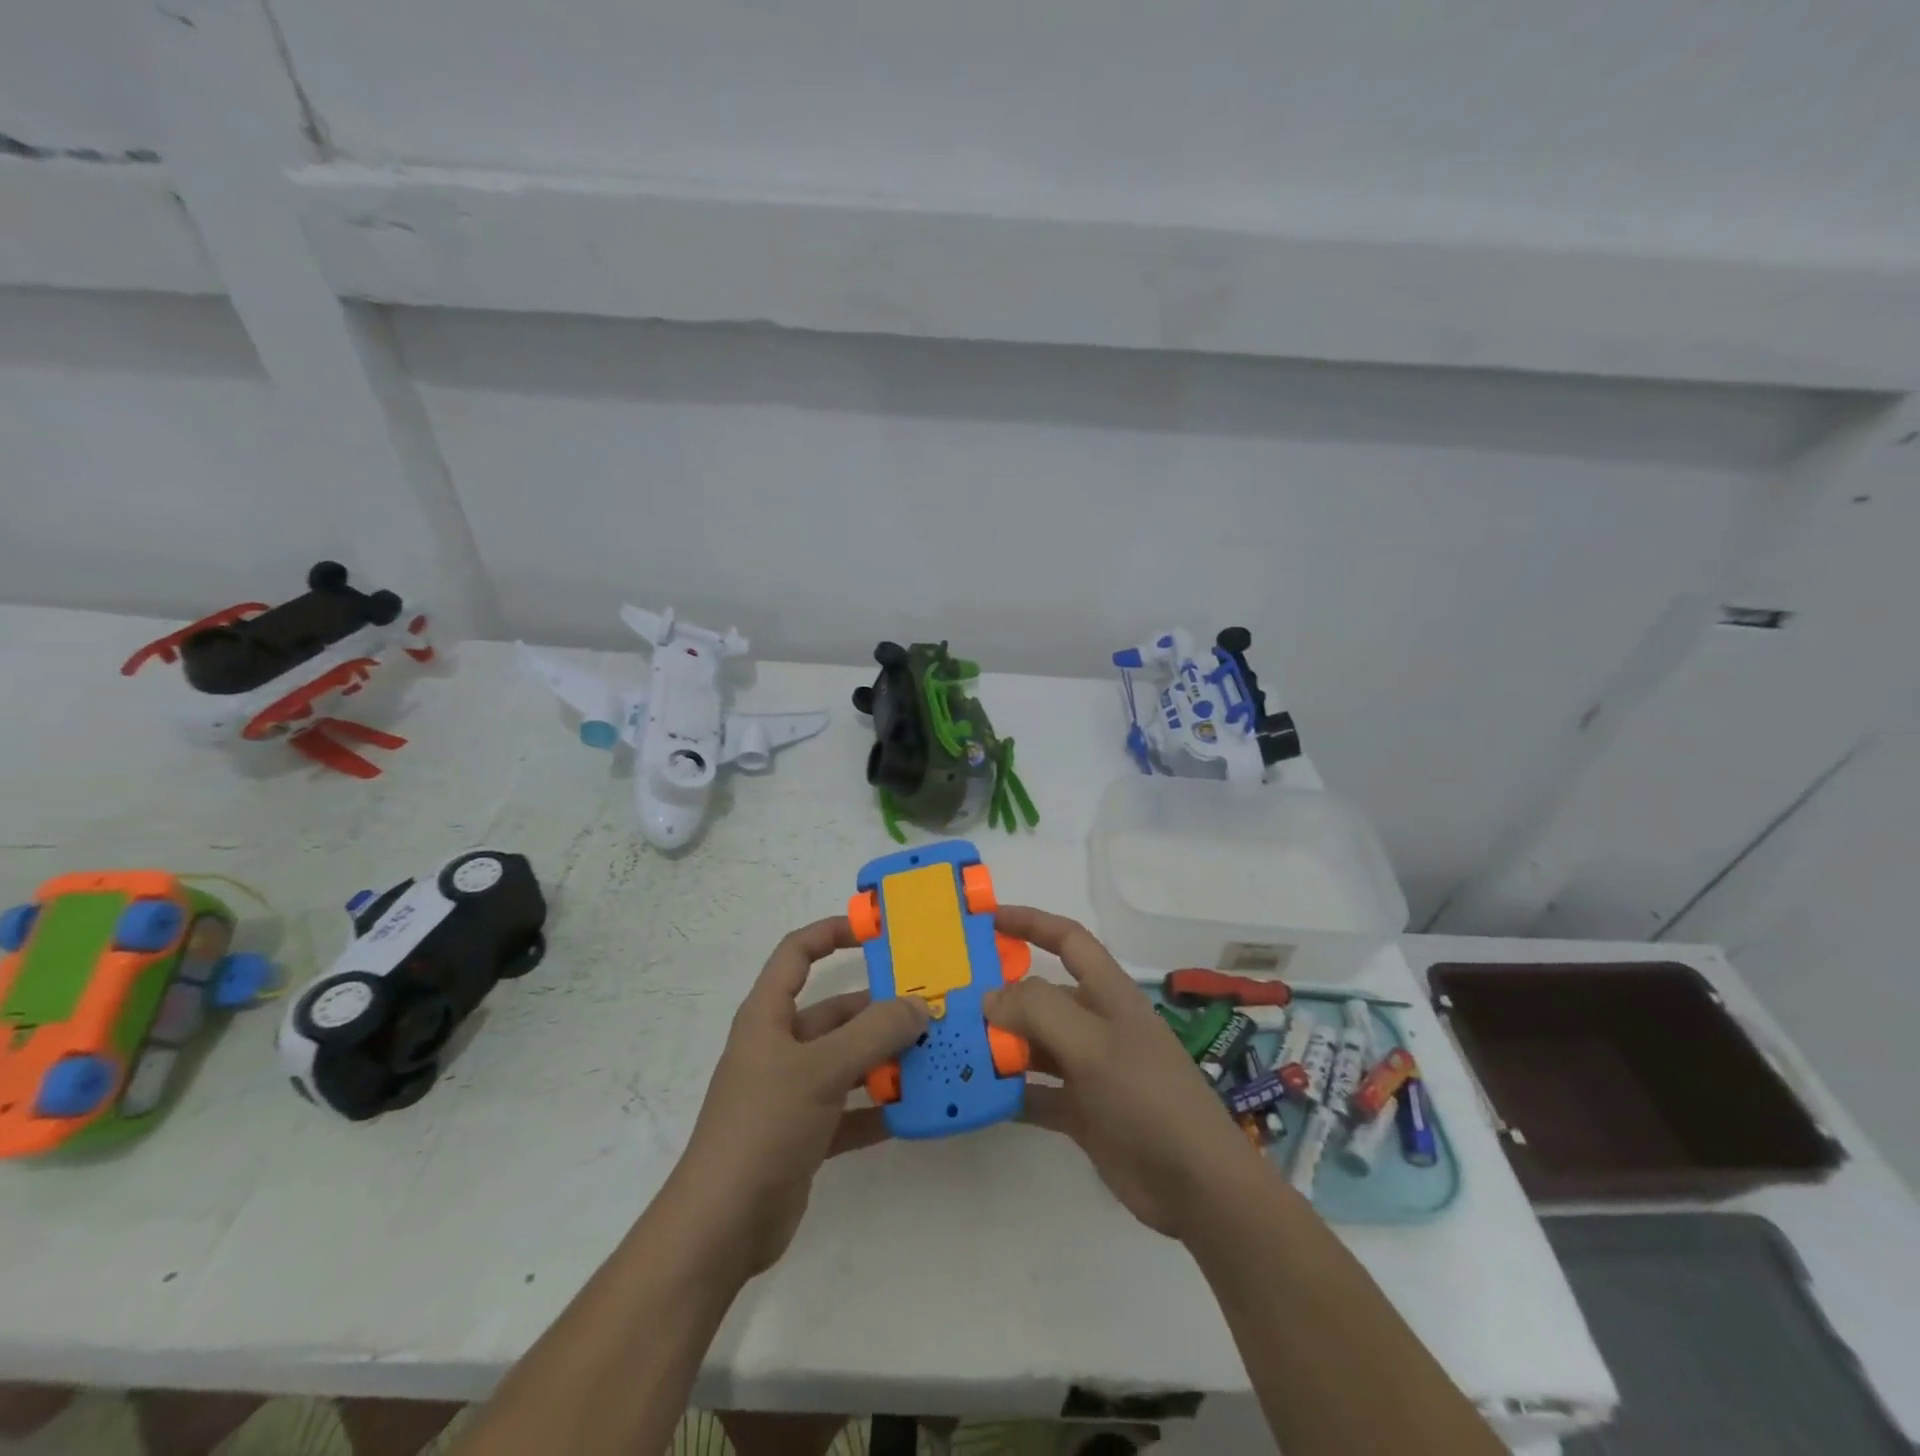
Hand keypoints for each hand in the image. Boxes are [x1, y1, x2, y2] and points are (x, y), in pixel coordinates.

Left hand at [668, 917, 927, 1276]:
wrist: (722, 1227)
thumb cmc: (764, 1126)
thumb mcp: (821, 1070)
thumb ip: (873, 1034)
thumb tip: (918, 1005)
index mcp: (768, 1016)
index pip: (797, 953)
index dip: (831, 933)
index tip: (876, 932)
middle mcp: (779, 1047)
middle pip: (834, 1012)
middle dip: (879, 1009)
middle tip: (930, 1007)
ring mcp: (792, 1092)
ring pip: (847, 1061)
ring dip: (885, 1059)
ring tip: (934, 1054)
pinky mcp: (805, 1133)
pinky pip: (850, 1108)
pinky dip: (879, 1107)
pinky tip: (915, 1109)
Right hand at [984, 906, 1264, 1240]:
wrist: (1196, 1185)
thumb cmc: (1146, 1096)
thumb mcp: (1093, 1044)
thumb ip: (1039, 1011)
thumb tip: (990, 997)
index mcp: (1108, 994)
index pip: (1067, 940)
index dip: (1030, 922)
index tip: (987, 918)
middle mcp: (1096, 1024)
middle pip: (1042, 996)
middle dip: (1001, 994)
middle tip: (951, 999)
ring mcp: (1089, 1069)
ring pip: (1034, 1045)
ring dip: (1000, 1045)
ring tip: (953, 1046)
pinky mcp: (1082, 1112)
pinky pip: (1035, 1092)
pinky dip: (1009, 1092)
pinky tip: (976, 1096)